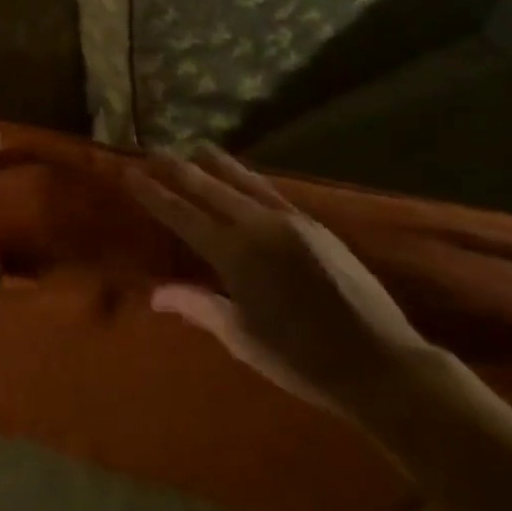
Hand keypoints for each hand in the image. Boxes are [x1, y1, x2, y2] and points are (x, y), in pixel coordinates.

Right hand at [123, 145, 439, 416]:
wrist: (379, 362)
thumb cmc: (301, 359)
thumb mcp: (242, 337)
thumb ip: (198, 306)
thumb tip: (156, 293)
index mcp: (235, 255)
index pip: (183, 216)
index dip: (155, 195)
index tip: (132, 174)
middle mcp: (260, 227)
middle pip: (211, 189)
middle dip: (180, 171)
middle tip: (156, 152)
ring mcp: (292, 222)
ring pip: (245, 182)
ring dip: (218, 165)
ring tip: (198, 148)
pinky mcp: (316, 226)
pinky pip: (273, 192)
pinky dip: (251, 180)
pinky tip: (246, 177)